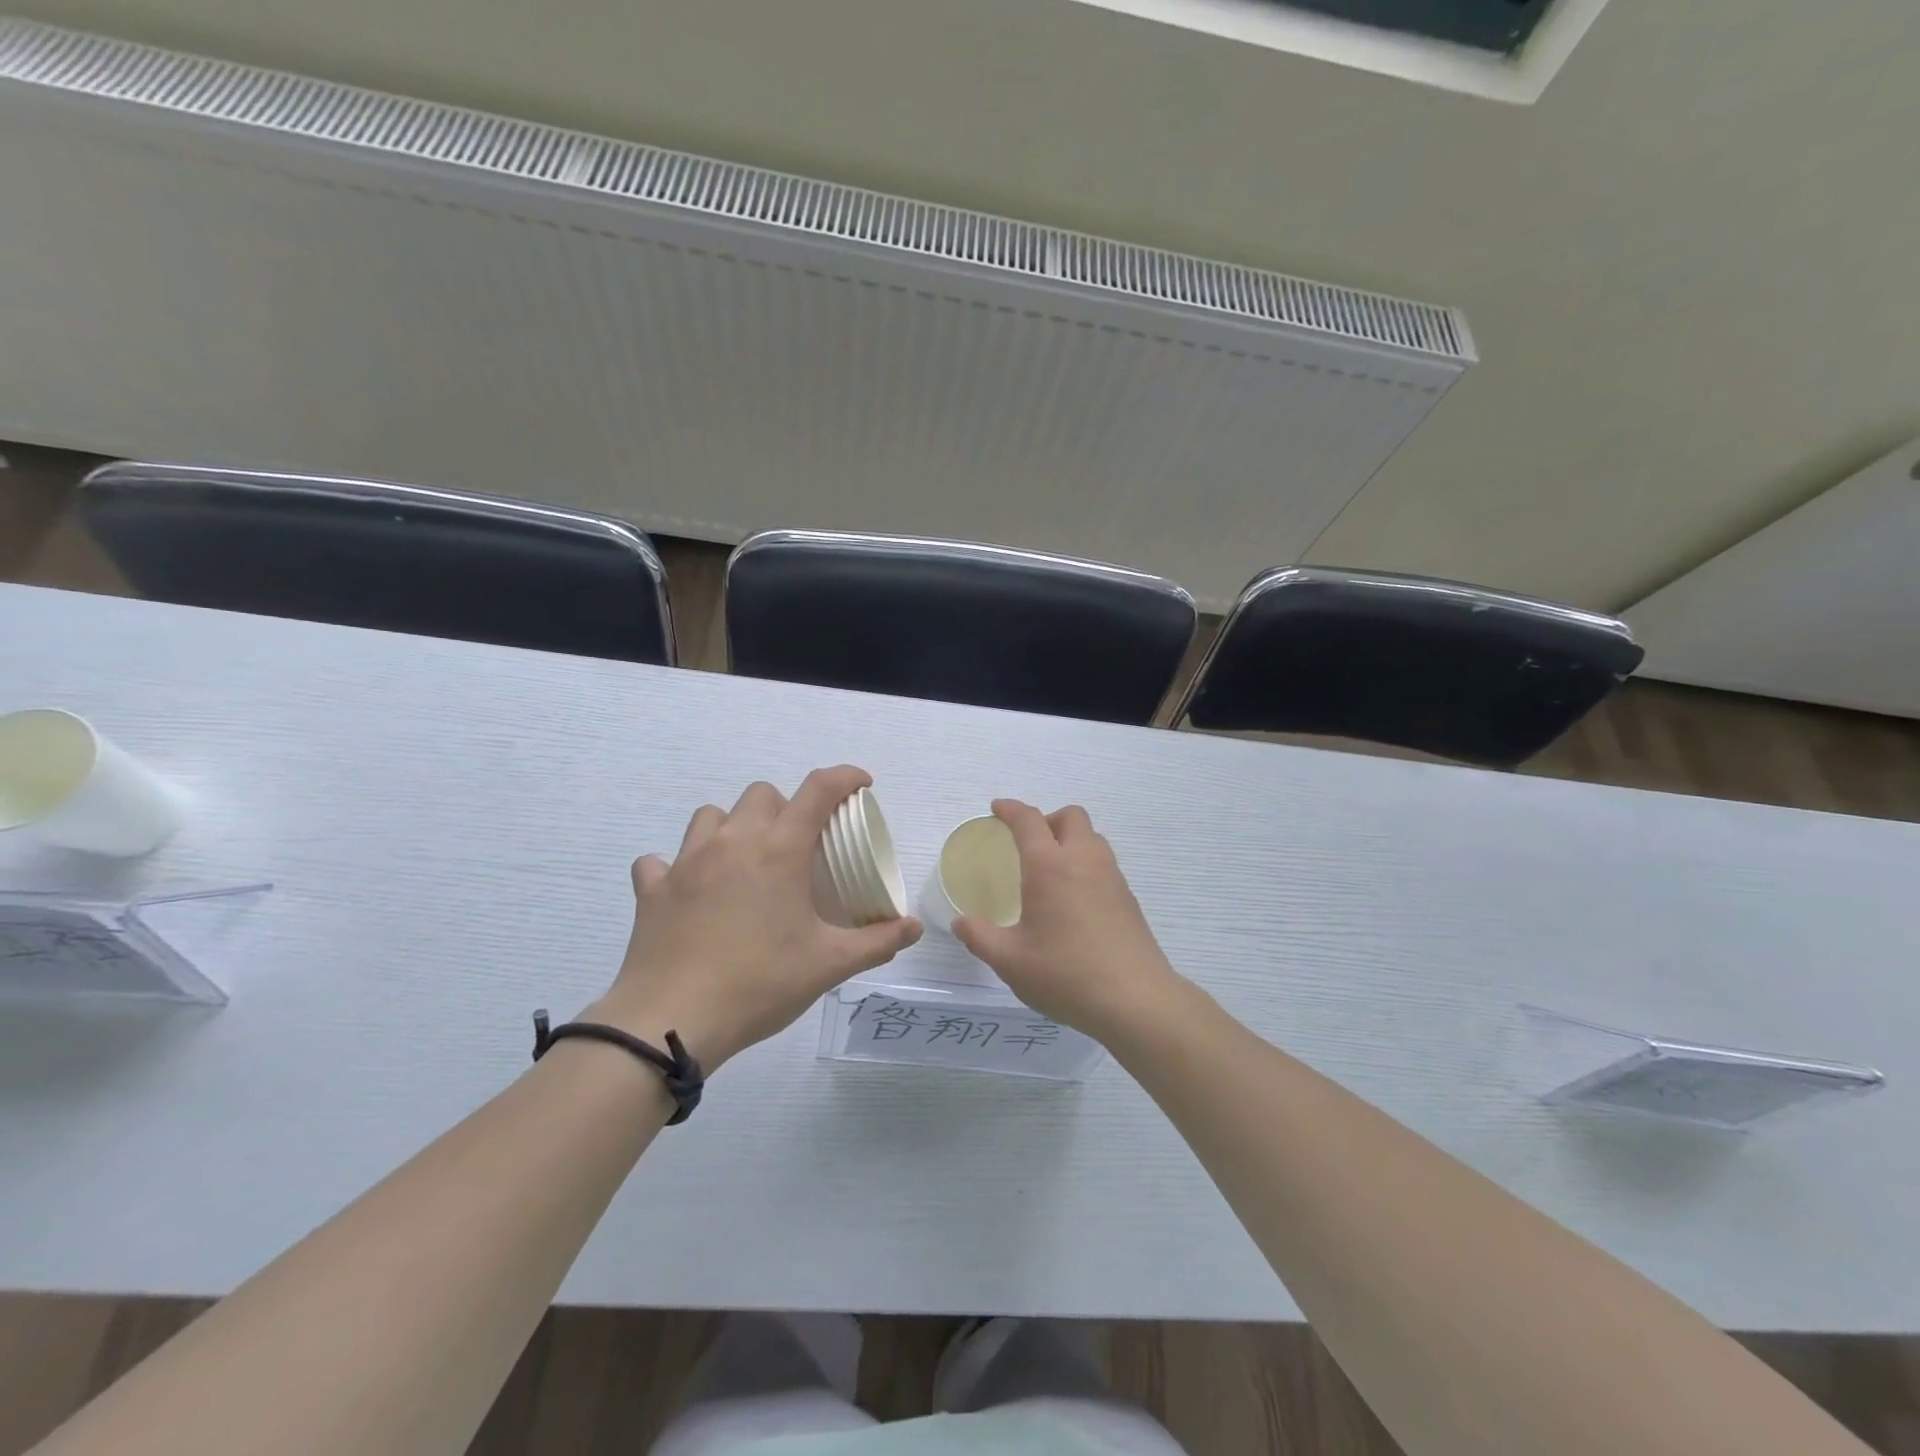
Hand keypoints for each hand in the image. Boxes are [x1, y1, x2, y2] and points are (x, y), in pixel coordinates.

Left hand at [590, 766, 921, 1068]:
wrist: (671, 1019)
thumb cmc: (759, 984)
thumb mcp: (829, 965)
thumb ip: (877, 942)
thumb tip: (913, 928)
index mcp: (779, 850)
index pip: (818, 790)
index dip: (844, 777)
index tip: (862, 785)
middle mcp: (732, 841)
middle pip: (762, 794)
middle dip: (786, 807)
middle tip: (799, 845)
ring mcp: (686, 862)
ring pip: (711, 815)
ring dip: (733, 826)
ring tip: (745, 860)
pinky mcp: (652, 889)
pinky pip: (661, 861)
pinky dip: (678, 868)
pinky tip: (690, 891)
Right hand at [951, 800, 1181, 1042]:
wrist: (1136, 1000)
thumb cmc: (1065, 974)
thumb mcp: (1010, 961)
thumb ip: (980, 937)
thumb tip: (961, 922)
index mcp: (1050, 866)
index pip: (1029, 820)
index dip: (1011, 809)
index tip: (997, 809)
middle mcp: (1084, 860)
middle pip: (1070, 817)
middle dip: (1047, 819)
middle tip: (1029, 844)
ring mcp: (1112, 877)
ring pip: (1092, 838)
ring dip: (1071, 840)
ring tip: (1052, 871)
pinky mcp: (1128, 899)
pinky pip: (1105, 864)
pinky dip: (1086, 865)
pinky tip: (1075, 900)